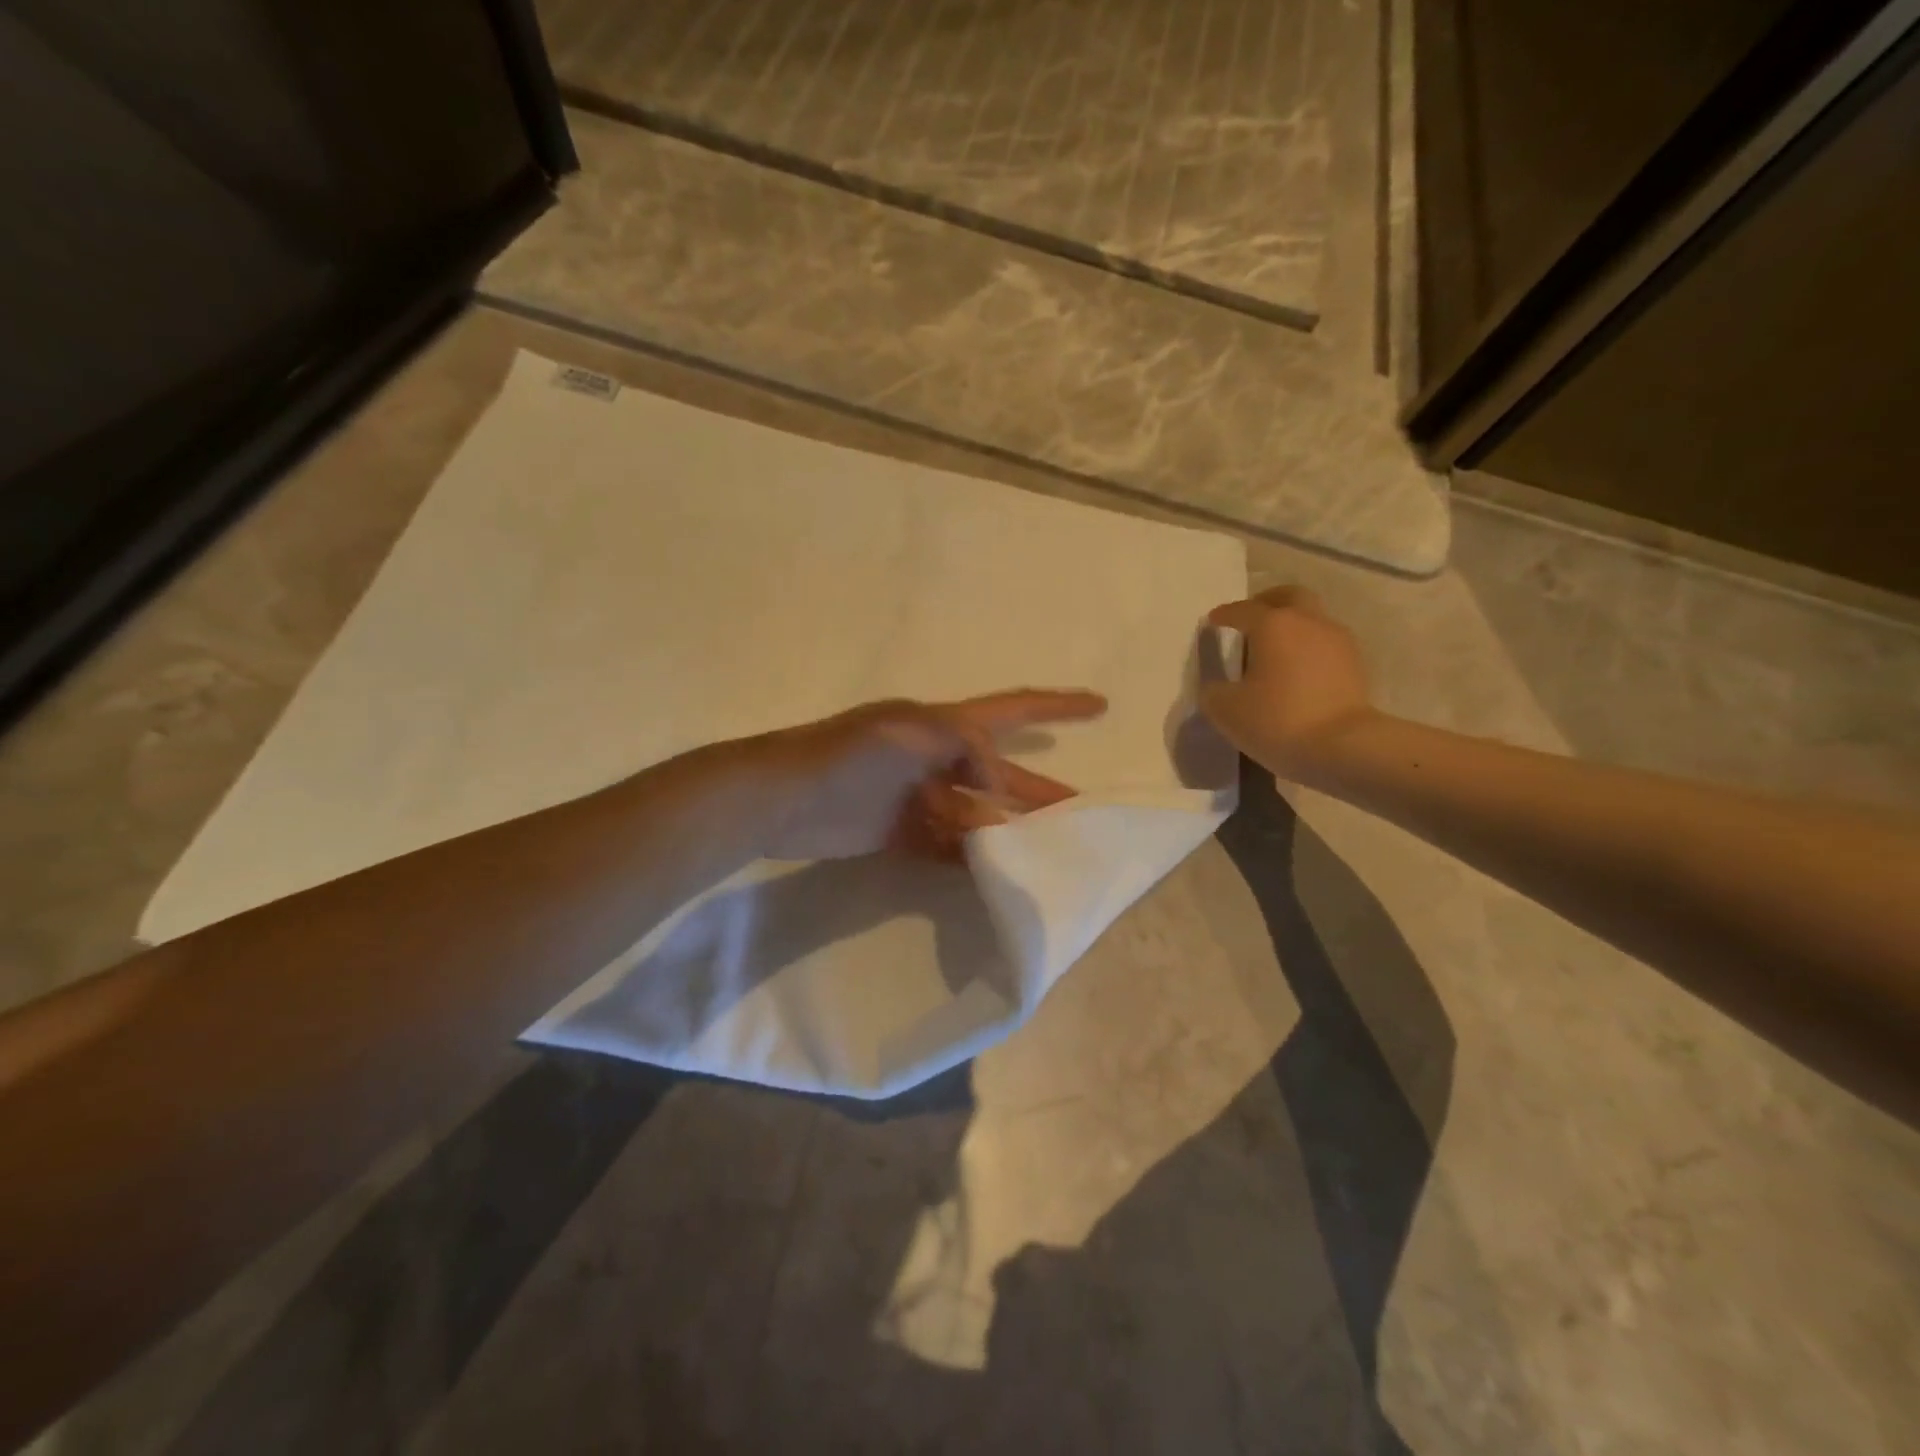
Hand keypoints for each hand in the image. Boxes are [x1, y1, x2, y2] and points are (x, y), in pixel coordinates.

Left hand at [757, 690, 1108, 861]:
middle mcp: (937, 758)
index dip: (1057, 706)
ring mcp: (919, 797)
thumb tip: (995, 787)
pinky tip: (992, 873)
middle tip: (1083, 813)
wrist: (782, 799)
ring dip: (1006, 831)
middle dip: (1040, 790)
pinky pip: (946, 845)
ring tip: (1041, 855)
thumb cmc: (846, 755)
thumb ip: (963, 747)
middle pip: (1001, 774)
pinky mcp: (899, 833)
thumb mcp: (910, 734)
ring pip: (977, 813)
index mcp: (943, 726)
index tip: (1101, 705)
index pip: (1012, 710)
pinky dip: (969, 857)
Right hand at [1200, 586, 1378, 781]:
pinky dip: (1307, 649)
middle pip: (1288, 597)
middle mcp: (1308, 622)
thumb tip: (1217, 686)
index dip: (1224, 615)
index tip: (1212, 621)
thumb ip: (1213, 691)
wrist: (1344, 747)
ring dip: (1291, 627)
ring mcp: (1337, 641)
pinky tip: (1295, 671)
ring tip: (1273, 651)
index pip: (1242, 610)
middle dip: (1267, 603)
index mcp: (1273, 625)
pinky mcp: (1355, 664)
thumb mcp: (1225, 710)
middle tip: (1250, 621)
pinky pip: (1324, 644)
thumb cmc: (1277, 720)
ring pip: (1311, 619)